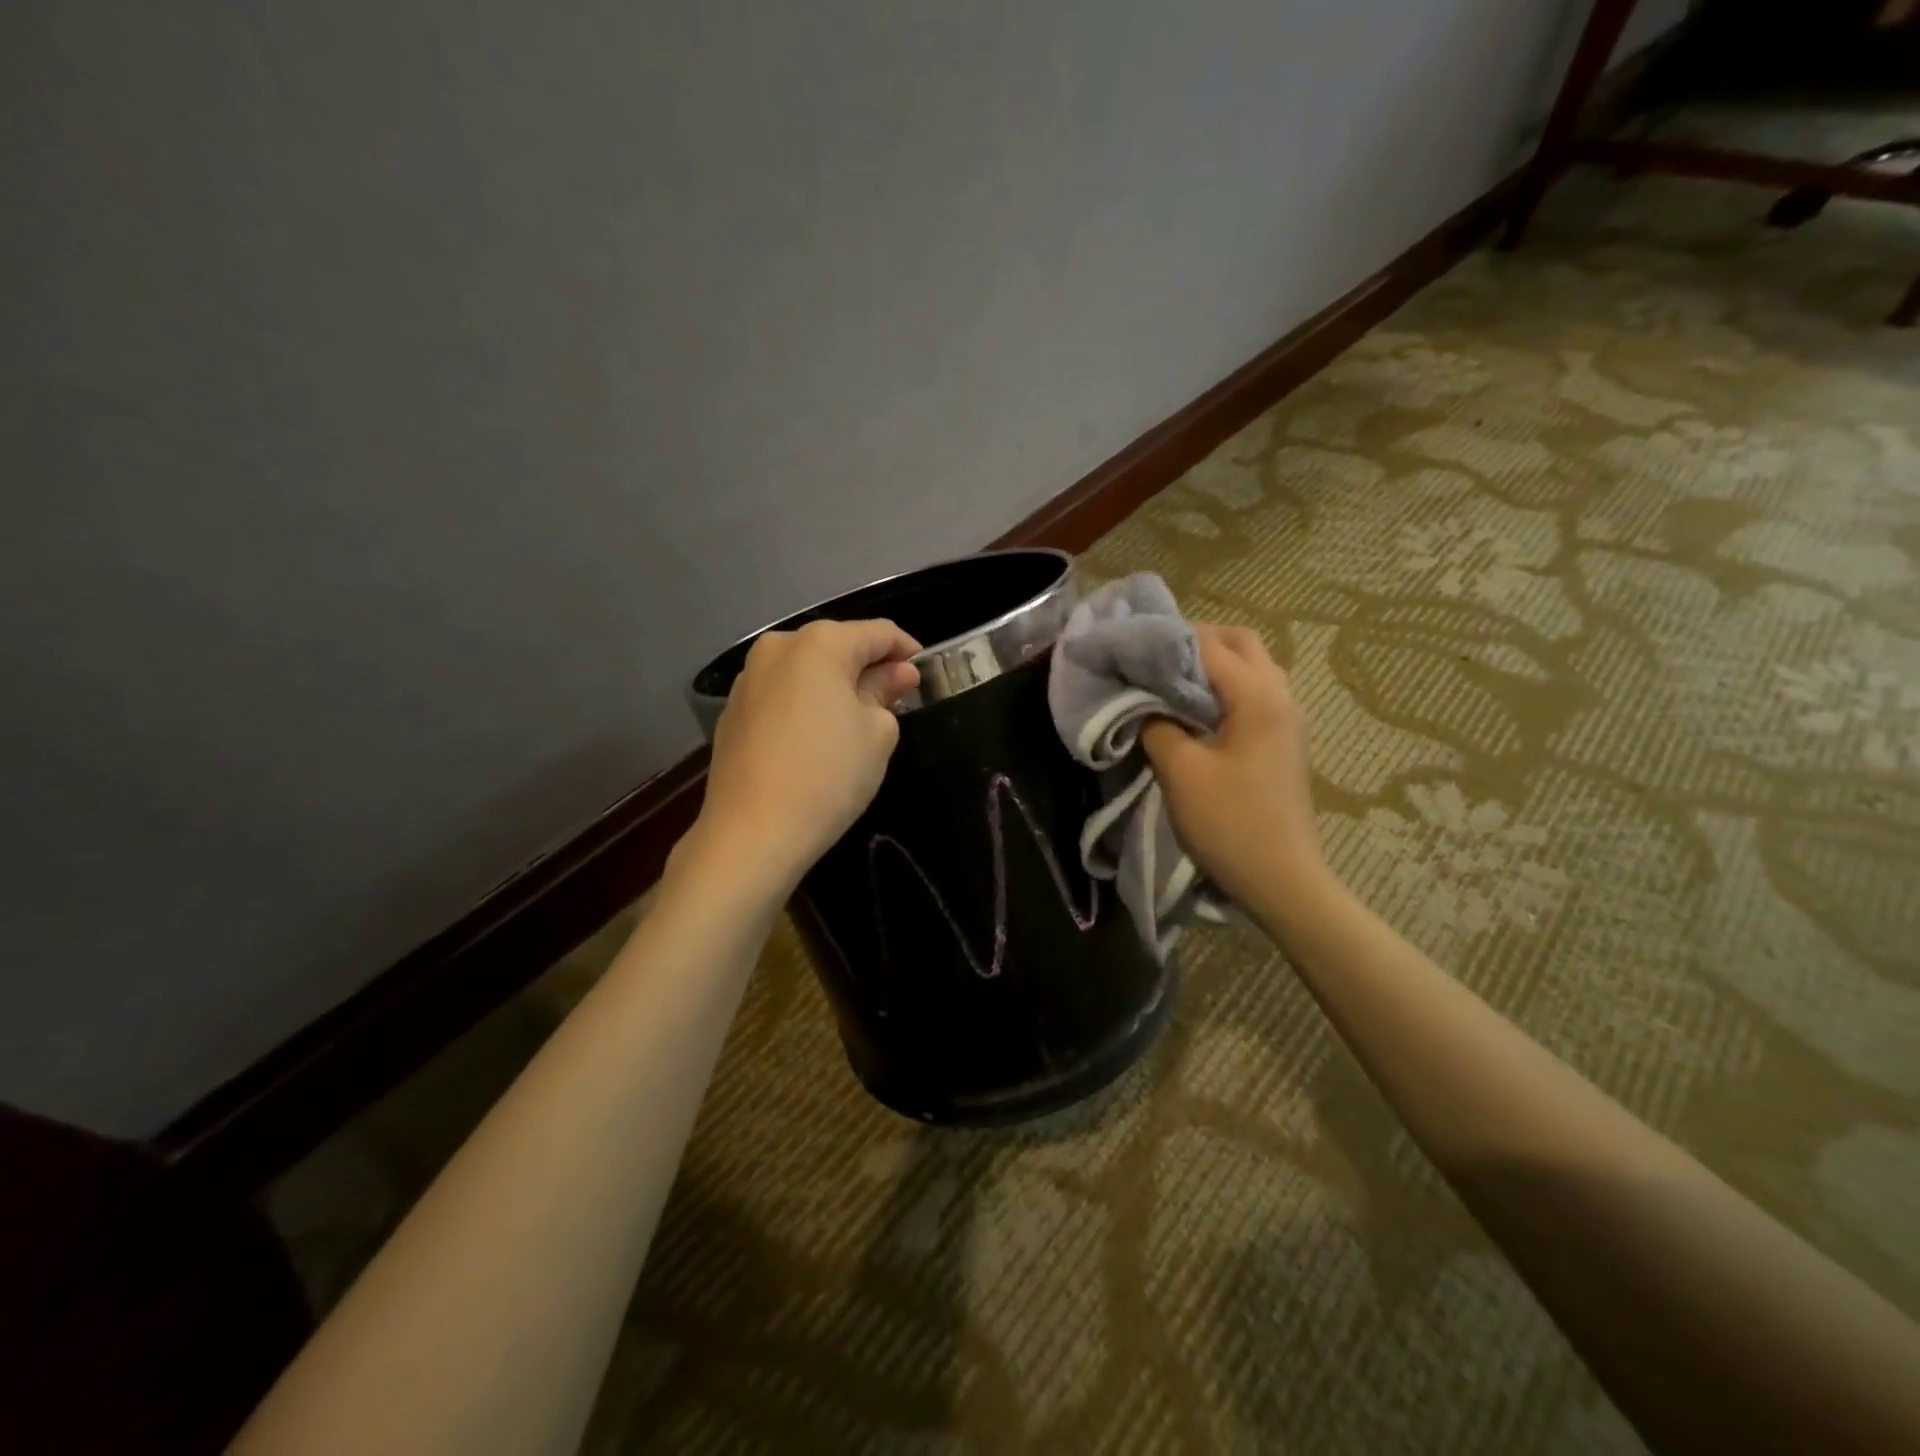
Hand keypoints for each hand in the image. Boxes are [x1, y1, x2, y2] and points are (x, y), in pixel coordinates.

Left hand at [691, 618, 920, 892]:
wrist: (753, 833)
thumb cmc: (829, 776)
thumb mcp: (877, 733)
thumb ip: (886, 692)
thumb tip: (896, 674)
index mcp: (818, 644)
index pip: (877, 632)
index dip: (906, 649)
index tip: (925, 672)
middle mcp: (777, 648)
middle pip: (837, 647)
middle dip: (869, 667)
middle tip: (896, 699)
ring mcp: (748, 679)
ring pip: (806, 671)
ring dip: (836, 686)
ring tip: (858, 720)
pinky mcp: (732, 712)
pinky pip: (782, 695)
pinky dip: (806, 704)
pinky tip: (818, 738)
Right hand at [1140, 624, 1325, 909]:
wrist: (1281, 879)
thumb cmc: (1229, 822)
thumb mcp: (1180, 771)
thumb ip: (1156, 725)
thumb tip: (1142, 702)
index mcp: (1258, 696)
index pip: (1209, 645)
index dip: (1167, 640)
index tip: (1130, 646)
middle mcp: (1281, 696)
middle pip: (1241, 644)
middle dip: (1196, 642)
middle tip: (1155, 658)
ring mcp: (1288, 719)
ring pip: (1251, 668)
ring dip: (1213, 665)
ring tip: (1170, 682)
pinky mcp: (1284, 741)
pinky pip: (1254, 694)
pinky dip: (1224, 689)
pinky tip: (1194, 712)